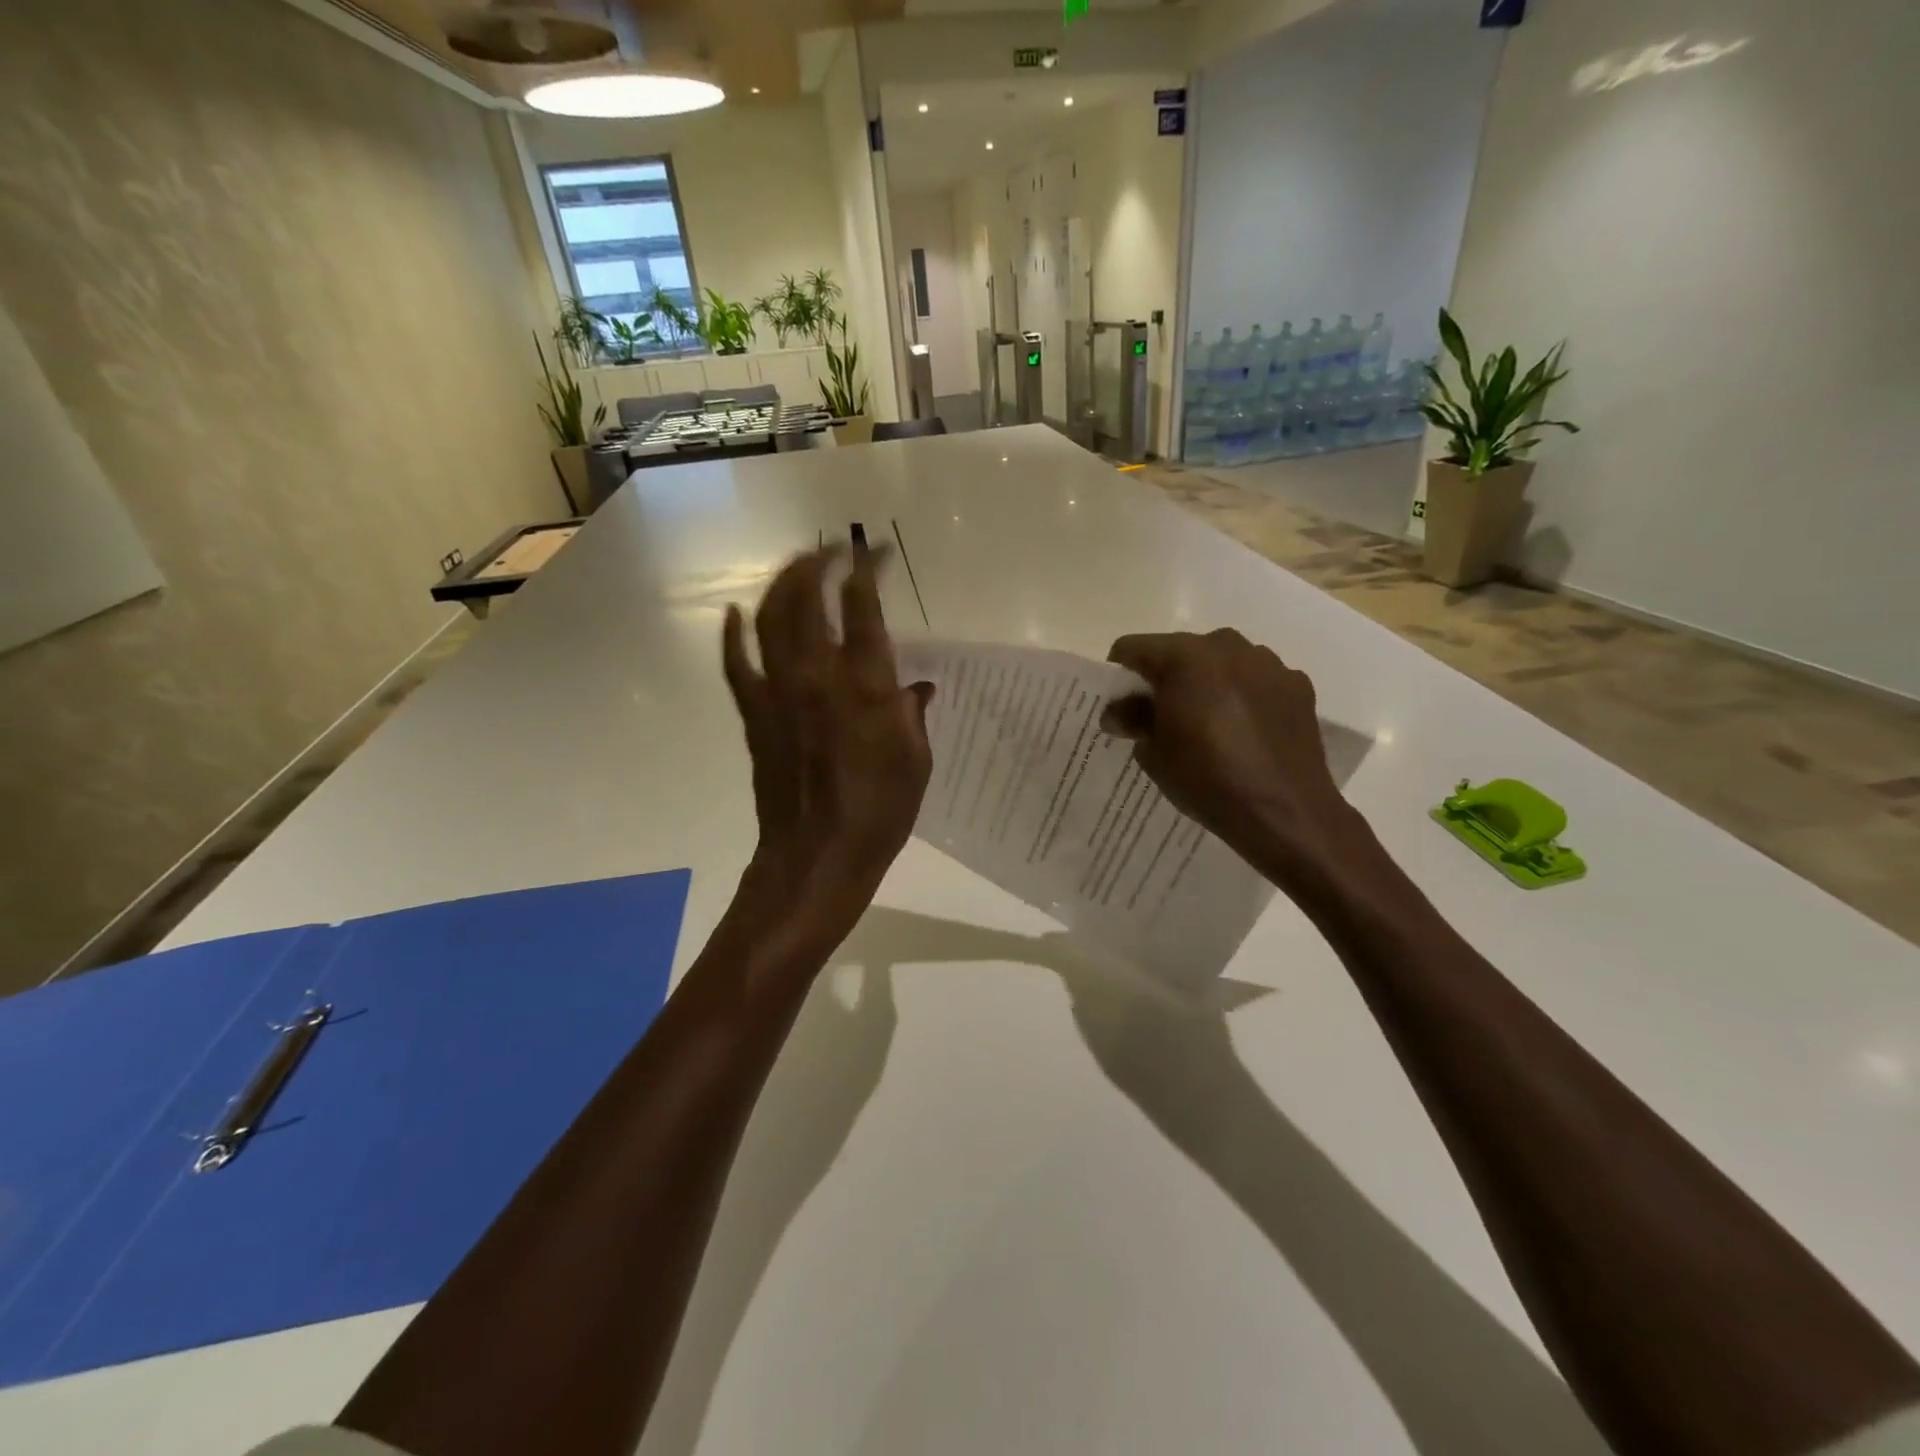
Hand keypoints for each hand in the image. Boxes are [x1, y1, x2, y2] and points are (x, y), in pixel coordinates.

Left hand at [722, 546, 933, 943]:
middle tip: (831, 549)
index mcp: (865, 685)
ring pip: (769, 619)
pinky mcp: (753, 715)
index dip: (867, 570)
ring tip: (794, 567)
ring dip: (780, 584)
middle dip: (818, 562)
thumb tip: (918, 688)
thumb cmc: (879, 814)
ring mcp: (778, 693)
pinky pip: (736, 664)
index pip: (862, 607)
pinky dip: (733, 635)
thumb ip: (914, 716)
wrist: (816, 858)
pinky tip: (734, 613)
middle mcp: (817, 676)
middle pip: (807, 597)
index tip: (875, 552)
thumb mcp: (917, 763)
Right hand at [1102, 629, 1366, 892]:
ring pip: (1221, 661)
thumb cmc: (1207, 779)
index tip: (1120, 702)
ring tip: (1207, 723)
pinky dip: (1244, 694)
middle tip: (1161, 715)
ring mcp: (1267, 662)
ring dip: (1207, 682)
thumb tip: (1118, 712)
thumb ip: (1133, 720)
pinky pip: (1256, 679)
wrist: (1285, 812)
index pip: (1133, 648)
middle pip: (1179, 650)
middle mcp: (1226, 646)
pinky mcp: (1297, 683)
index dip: (1119, 673)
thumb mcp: (1154, 754)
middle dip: (1165, 677)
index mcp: (1183, 658)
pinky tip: (1245, 730)